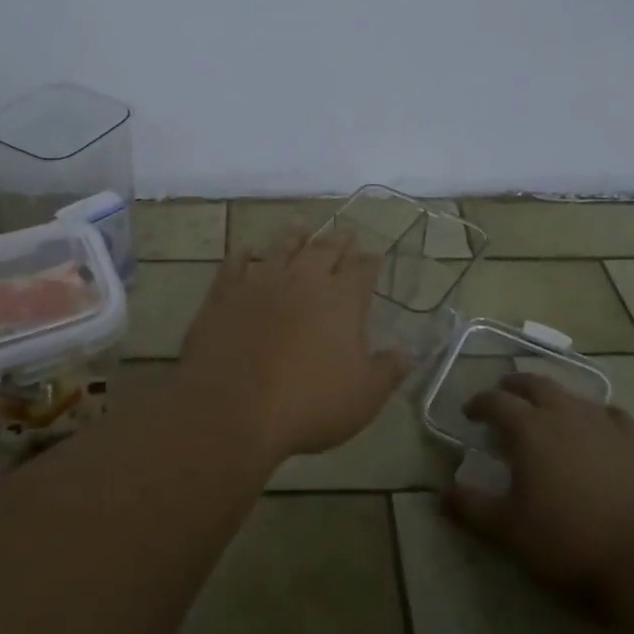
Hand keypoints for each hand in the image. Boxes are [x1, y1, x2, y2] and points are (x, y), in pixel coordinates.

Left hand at [178, 230, 406, 461]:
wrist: (234, 407)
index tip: (375, 255)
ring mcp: (261, 283)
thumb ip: (388, 370)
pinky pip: (234, 265)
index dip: (370, 262)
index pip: (362, 270)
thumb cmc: (309, 403)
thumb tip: (408, 353)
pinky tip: (245, 250)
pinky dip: (242, 255)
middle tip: (346, 231)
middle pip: (324, 250)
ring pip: (282, 249)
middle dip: (338, 240)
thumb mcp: (364, 396)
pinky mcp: (225, 294)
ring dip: (294, 237)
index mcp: (341, 300)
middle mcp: (303, 280)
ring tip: (301, 226)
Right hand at [445, 374, 633, 599]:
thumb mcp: (509, 531)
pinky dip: (597, 415)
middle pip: (534, 384)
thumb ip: (472, 508)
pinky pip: (612, 414)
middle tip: (505, 398)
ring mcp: (604, 424)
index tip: (470, 414)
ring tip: (547, 413)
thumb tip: (442, 493)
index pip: (495, 402)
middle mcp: (563, 413)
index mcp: (528, 429)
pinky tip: (598, 427)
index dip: (478, 404)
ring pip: (572, 395)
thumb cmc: (568, 543)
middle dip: (515, 387)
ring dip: (553, 398)